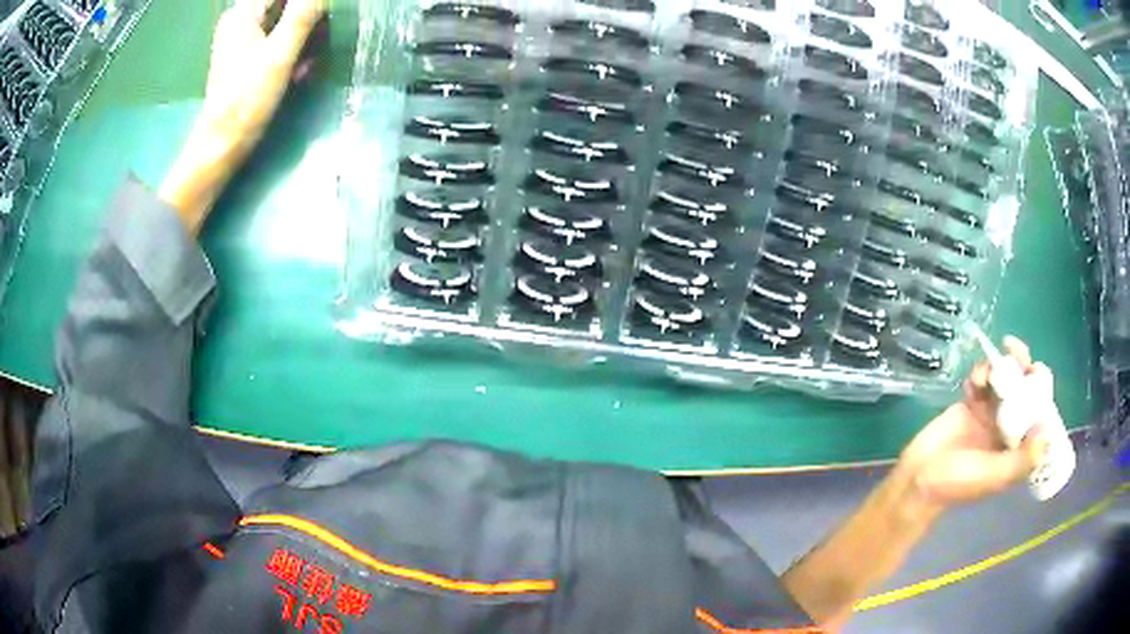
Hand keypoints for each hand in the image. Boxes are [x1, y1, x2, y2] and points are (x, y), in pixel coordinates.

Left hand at [160, 0, 326, 233]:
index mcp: (244, 13)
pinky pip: (275, 40)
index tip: (322, 17)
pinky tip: (299, 69)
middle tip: (320, 38)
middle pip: (285, 5)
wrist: (221, 145)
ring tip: (309, 59)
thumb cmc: (247, 99)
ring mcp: (240, 40)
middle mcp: (240, 20)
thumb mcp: (280, 54)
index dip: (308, 5)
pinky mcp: (244, 58)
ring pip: (282, 22)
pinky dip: (291, 49)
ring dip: (302, 35)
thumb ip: (303, 15)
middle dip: (306, 19)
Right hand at [896, 336, 1050, 514]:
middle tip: (1014, 350)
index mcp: (1018, 446)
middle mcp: (1008, 427)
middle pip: (1024, 389)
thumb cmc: (956, 485)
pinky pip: (982, 380)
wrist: (917, 480)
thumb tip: (1045, 430)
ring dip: (1000, 366)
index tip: (1036, 370)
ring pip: (1004, 380)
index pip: (1038, 411)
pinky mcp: (971, 404)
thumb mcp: (993, 477)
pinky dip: (980, 373)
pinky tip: (972, 380)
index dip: (1041, 389)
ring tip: (989, 367)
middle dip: (1022, 366)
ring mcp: (989, 414)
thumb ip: (1020, 459)